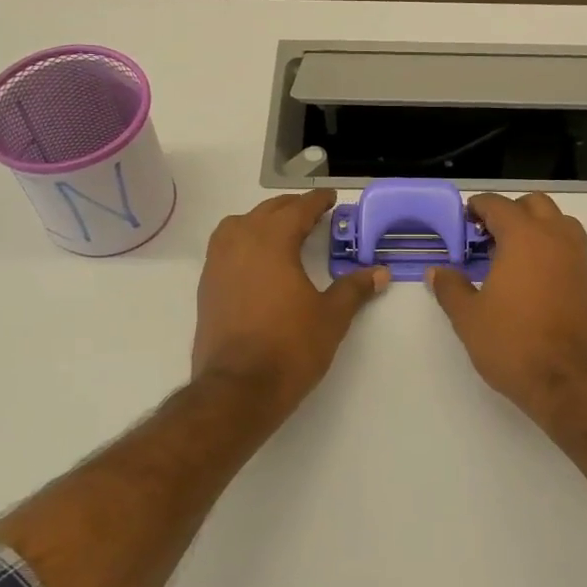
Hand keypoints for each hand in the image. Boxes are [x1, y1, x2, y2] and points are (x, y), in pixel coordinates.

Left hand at [192, 190, 388, 420]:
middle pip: (267, 212)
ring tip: (281, 231)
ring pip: (239, 225)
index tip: (331, 198)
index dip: (317, 202)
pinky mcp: (207, 286)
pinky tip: (256, 260)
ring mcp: (218, 264)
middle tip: (312, 213)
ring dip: (261, 220)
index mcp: (272, 241)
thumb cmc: (290, 347)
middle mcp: (240, 243)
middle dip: (291, 208)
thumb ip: (354, 289)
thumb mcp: (331, 317)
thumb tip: (380, 272)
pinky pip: (225, 247)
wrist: (238, 388)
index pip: (298, 210)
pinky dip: (243, 241)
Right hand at [428, 193, 586, 432]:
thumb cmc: (513, 343)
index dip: (477, 207)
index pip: (499, 205)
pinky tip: (532, 280)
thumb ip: (450, 288)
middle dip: (509, 212)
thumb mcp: (468, 317)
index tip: (463, 220)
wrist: (570, 381)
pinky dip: (551, 250)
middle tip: (486, 236)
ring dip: (536, 227)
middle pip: (535, 204)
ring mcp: (580, 260)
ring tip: (511, 255)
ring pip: (559, 223)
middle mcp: (556, 239)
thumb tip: (437, 271)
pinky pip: (571, 249)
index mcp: (524, 237)